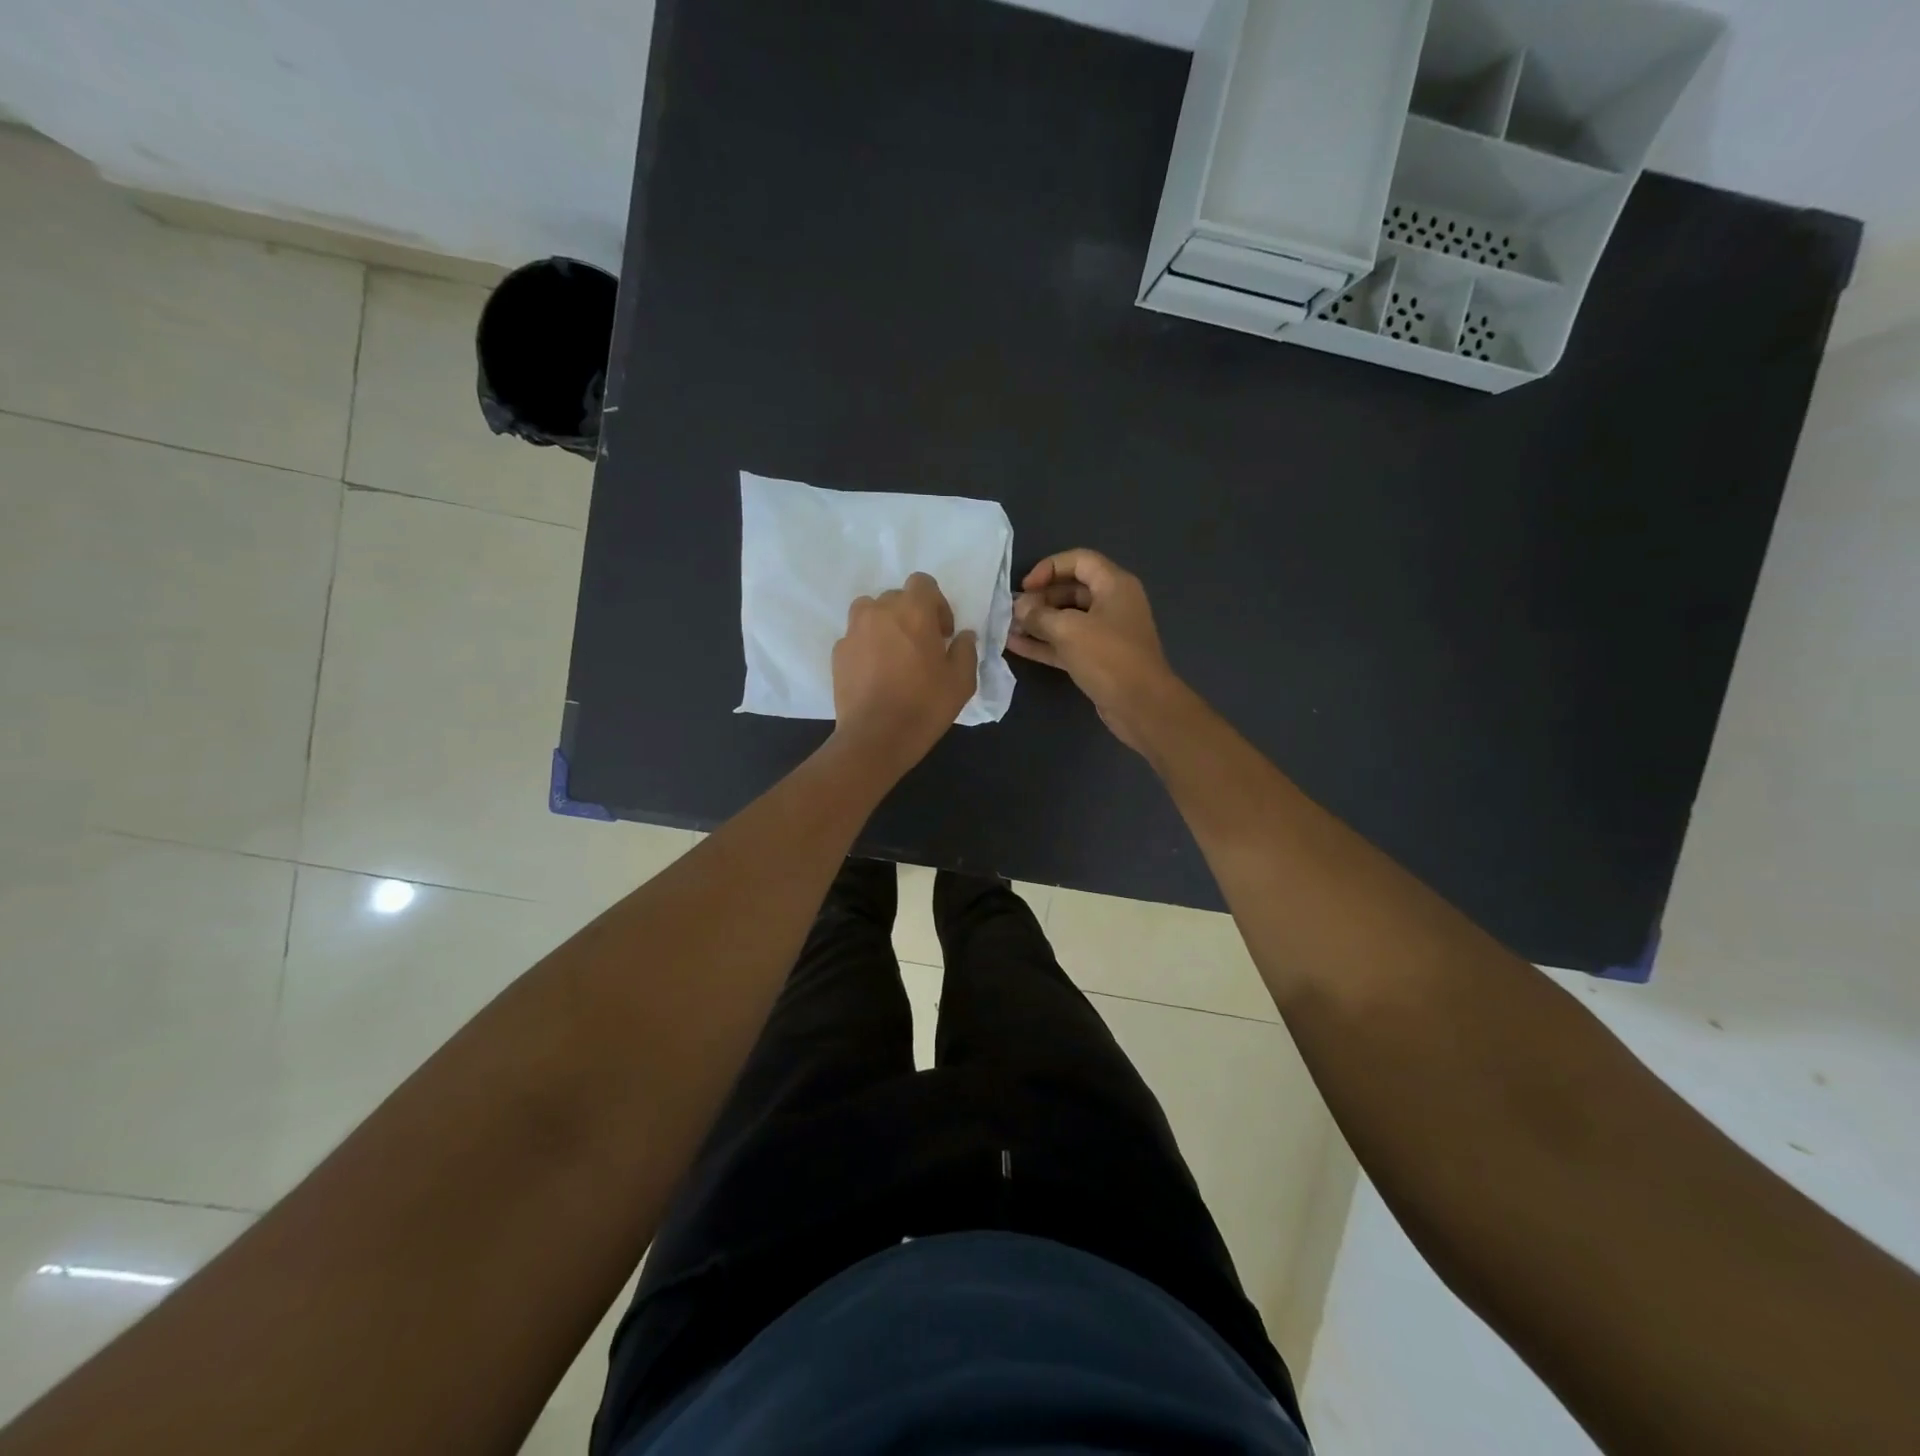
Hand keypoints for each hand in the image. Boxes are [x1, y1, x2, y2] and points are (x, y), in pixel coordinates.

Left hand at [831, 572, 978, 772]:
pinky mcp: (838, 653)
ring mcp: (853, 631)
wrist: (876, 737)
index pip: (922, 583)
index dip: (936, 604)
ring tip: (893, 653)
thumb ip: (965, 650)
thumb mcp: (961, 681)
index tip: (942, 633)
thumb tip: (962, 636)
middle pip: (896, 598)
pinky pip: (855, 638)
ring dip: (884, 625)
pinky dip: (866, 646)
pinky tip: (876, 673)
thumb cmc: (924, 705)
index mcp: (913, 611)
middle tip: (921, 646)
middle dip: (910, 615)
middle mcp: (879, 611)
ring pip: (870, 612)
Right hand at [1007, 549, 1180, 751]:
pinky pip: (1066, 644)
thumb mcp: (1069, 630)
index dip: (1049, 568)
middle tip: (1012, 611)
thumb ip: (1039, 615)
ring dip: (1037, 623)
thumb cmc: (1109, 658)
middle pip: (1070, 590)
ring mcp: (1104, 633)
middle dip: (1039, 599)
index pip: (1079, 560)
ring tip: (1007, 628)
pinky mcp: (1096, 659)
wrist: (1141, 706)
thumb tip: (1019, 607)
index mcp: (1114, 585)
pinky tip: (1015, 645)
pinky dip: (1043, 643)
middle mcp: (1111, 604)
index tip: (1025, 587)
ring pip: (1066, 620)